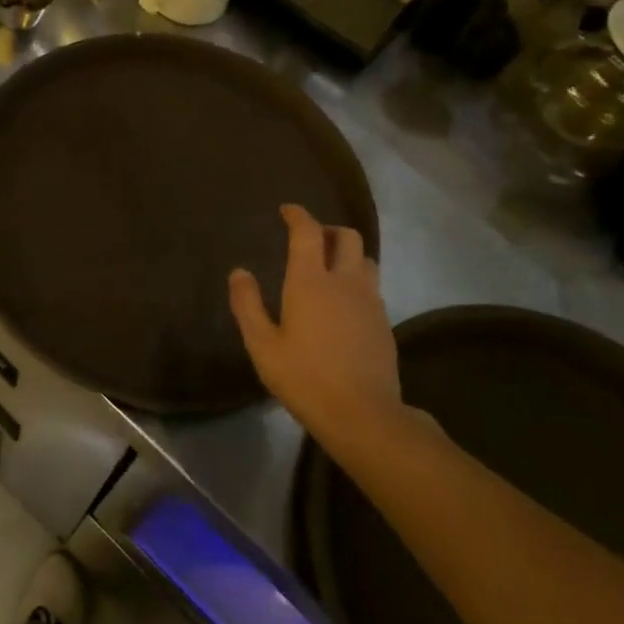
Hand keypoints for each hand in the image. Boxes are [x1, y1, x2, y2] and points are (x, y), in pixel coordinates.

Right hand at [228, 204, 407, 441]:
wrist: (362, 413)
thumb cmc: (304, 377)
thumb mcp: (262, 345)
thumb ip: (248, 305)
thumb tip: (239, 272)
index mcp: (311, 281)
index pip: (308, 232)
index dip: (298, 215)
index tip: (287, 210)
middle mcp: (345, 281)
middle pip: (346, 236)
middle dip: (327, 229)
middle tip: (310, 239)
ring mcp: (370, 300)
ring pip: (365, 259)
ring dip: (347, 253)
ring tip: (328, 267)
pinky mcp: (384, 321)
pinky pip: (371, 285)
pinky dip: (356, 279)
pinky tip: (343, 302)